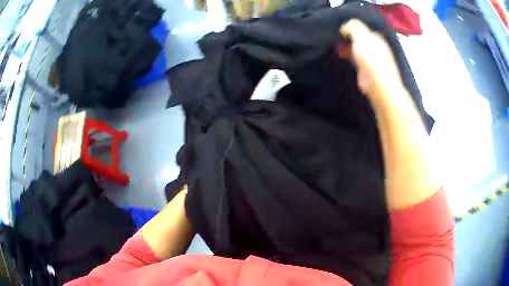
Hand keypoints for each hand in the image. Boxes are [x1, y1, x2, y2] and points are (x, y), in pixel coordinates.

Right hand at [335, 19, 404, 99]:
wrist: (378, 86)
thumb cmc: (372, 59)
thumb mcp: (362, 37)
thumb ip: (353, 27)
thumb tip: (343, 27)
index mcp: (376, 37)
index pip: (360, 27)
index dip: (349, 27)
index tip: (338, 29)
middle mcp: (375, 46)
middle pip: (358, 38)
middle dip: (346, 37)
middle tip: (334, 38)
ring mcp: (370, 59)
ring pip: (355, 48)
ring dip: (345, 46)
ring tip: (335, 47)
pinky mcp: (365, 70)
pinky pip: (354, 58)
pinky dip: (347, 56)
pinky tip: (340, 56)